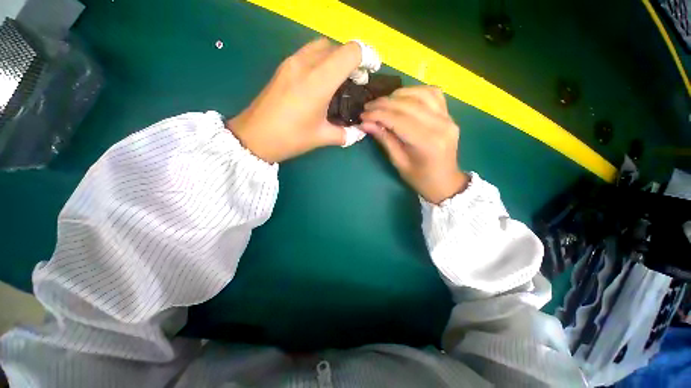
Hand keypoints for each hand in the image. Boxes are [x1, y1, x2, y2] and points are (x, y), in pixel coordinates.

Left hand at [227, 39, 362, 162]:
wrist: (254, 137)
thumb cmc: (290, 138)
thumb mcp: (321, 137)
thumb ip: (345, 134)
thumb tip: (359, 132)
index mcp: (318, 81)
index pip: (350, 52)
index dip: (367, 57)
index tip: (371, 72)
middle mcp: (305, 64)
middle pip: (337, 46)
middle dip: (352, 59)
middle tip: (356, 81)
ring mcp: (291, 63)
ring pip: (321, 47)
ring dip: (335, 58)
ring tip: (339, 80)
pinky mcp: (283, 67)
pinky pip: (308, 54)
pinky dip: (321, 61)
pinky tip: (321, 82)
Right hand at [360, 86, 468, 203]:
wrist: (444, 181)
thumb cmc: (419, 178)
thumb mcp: (398, 162)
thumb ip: (384, 139)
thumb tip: (366, 123)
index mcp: (427, 142)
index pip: (398, 120)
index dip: (378, 115)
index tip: (363, 115)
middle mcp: (440, 125)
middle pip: (408, 105)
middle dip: (384, 104)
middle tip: (368, 107)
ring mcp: (448, 118)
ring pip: (420, 94)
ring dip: (398, 95)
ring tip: (383, 103)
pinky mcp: (449, 115)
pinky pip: (433, 94)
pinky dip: (415, 92)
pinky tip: (403, 97)